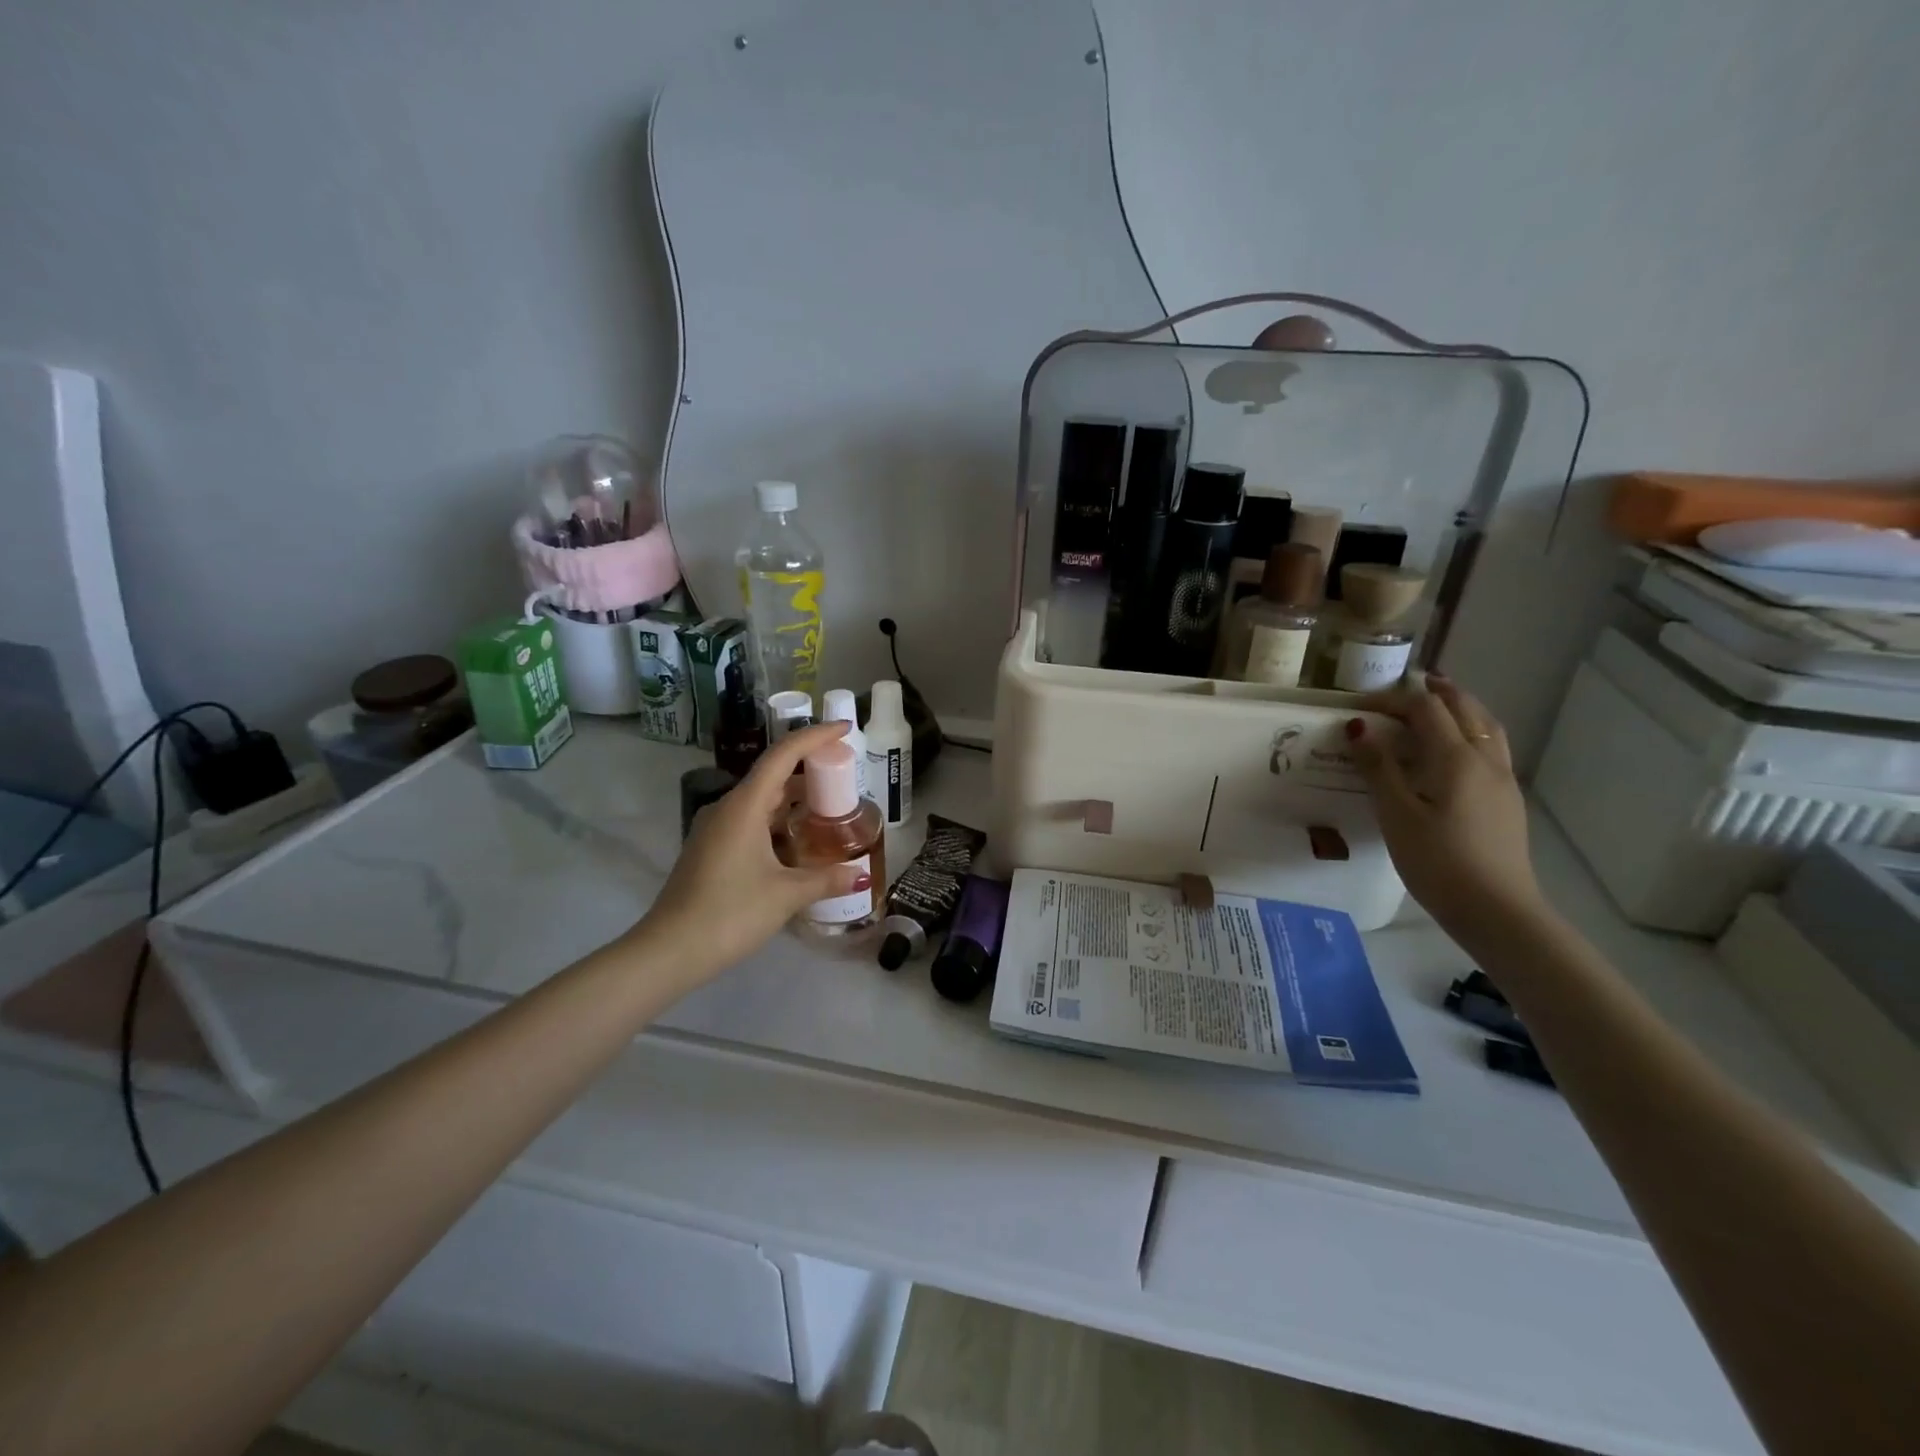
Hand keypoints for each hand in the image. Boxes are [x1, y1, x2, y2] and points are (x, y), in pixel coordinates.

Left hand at [638, 722, 870, 978]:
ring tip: (829, 806)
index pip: (783, 755)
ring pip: (761, 800)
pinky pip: (750, 820)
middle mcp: (728, 808)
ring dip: (793, 798)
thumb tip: (861, 875)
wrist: (670, 951)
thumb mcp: (786, 895)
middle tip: (844, 773)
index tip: (844, 729)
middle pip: (772, 774)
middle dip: (808, 769)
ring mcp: (716, 828)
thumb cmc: (730, 913)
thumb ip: (825, 879)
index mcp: (744, 806)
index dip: (815, 736)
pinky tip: (797, 840)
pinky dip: (777, 820)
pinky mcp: (711, 849)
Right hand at [1347, 675, 1542, 933]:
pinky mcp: (1507, 801)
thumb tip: (1359, 728)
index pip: (1426, 709)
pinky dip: (1472, 732)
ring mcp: (1503, 781)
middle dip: (1438, 692)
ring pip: (1487, 727)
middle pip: (1466, 709)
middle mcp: (1486, 760)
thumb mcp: (1396, 815)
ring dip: (1462, 708)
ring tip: (1439, 706)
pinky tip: (1456, 751)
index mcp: (1456, 758)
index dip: (1395, 699)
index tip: (1362, 705)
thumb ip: (1378, 768)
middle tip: (1411, 684)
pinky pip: (1492, 748)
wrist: (1497, 910)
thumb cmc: (1438, 861)